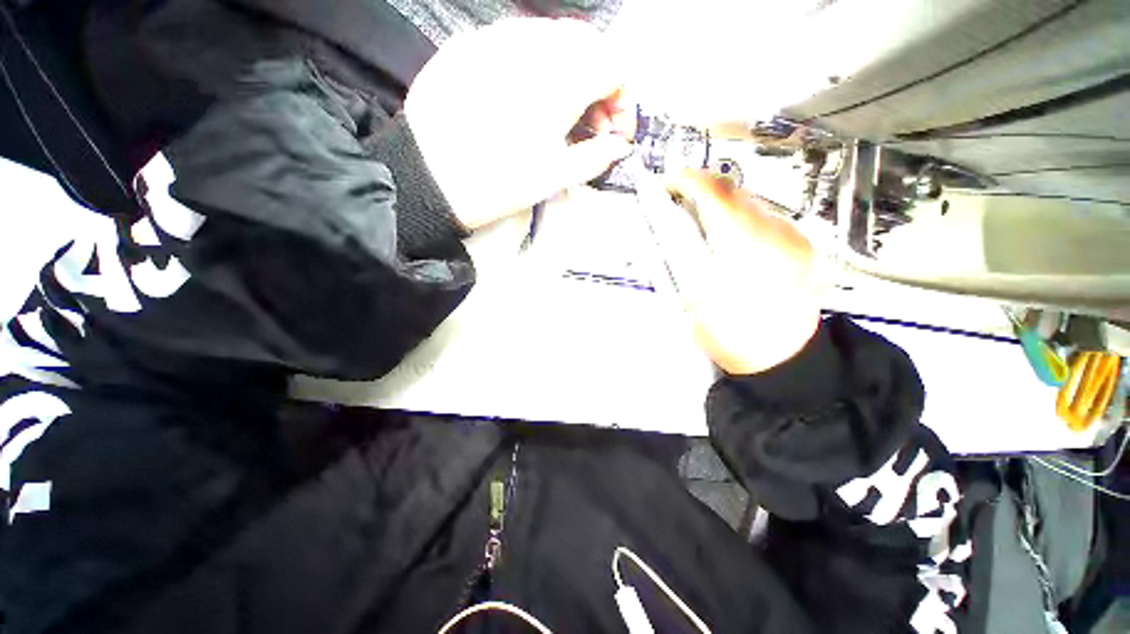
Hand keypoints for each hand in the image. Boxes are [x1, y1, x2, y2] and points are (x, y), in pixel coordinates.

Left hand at [406, 19, 634, 229]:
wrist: (429, 180)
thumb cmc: (499, 184)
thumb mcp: (555, 178)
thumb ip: (596, 157)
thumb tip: (619, 147)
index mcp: (560, 79)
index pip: (615, 65)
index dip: (623, 99)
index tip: (614, 131)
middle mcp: (531, 45)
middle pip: (586, 45)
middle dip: (599, 82)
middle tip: (590, 123)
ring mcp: (496, 39)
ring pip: (551, 38)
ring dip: (569, 71)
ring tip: (559, 112)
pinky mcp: (469, 46)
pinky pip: (515, 41)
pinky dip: (534, 65)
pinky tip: (525, 98)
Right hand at [646, 170, 822, 374]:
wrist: (782, 358)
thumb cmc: (731, 334)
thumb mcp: (694, 296)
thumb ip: (680, 252)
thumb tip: (669, 221)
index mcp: (743, 246)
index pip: (714, 193)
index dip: (688, 180)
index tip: (669, 181)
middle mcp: (775, 231)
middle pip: (736, 190)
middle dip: (704, 189)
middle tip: (681, 202)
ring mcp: (795, 236)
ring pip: (753, 201)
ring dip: (724, 204)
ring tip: (704, 223)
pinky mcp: (803, 244)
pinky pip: (768, 217)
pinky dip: (744, 218)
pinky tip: (734, 240)